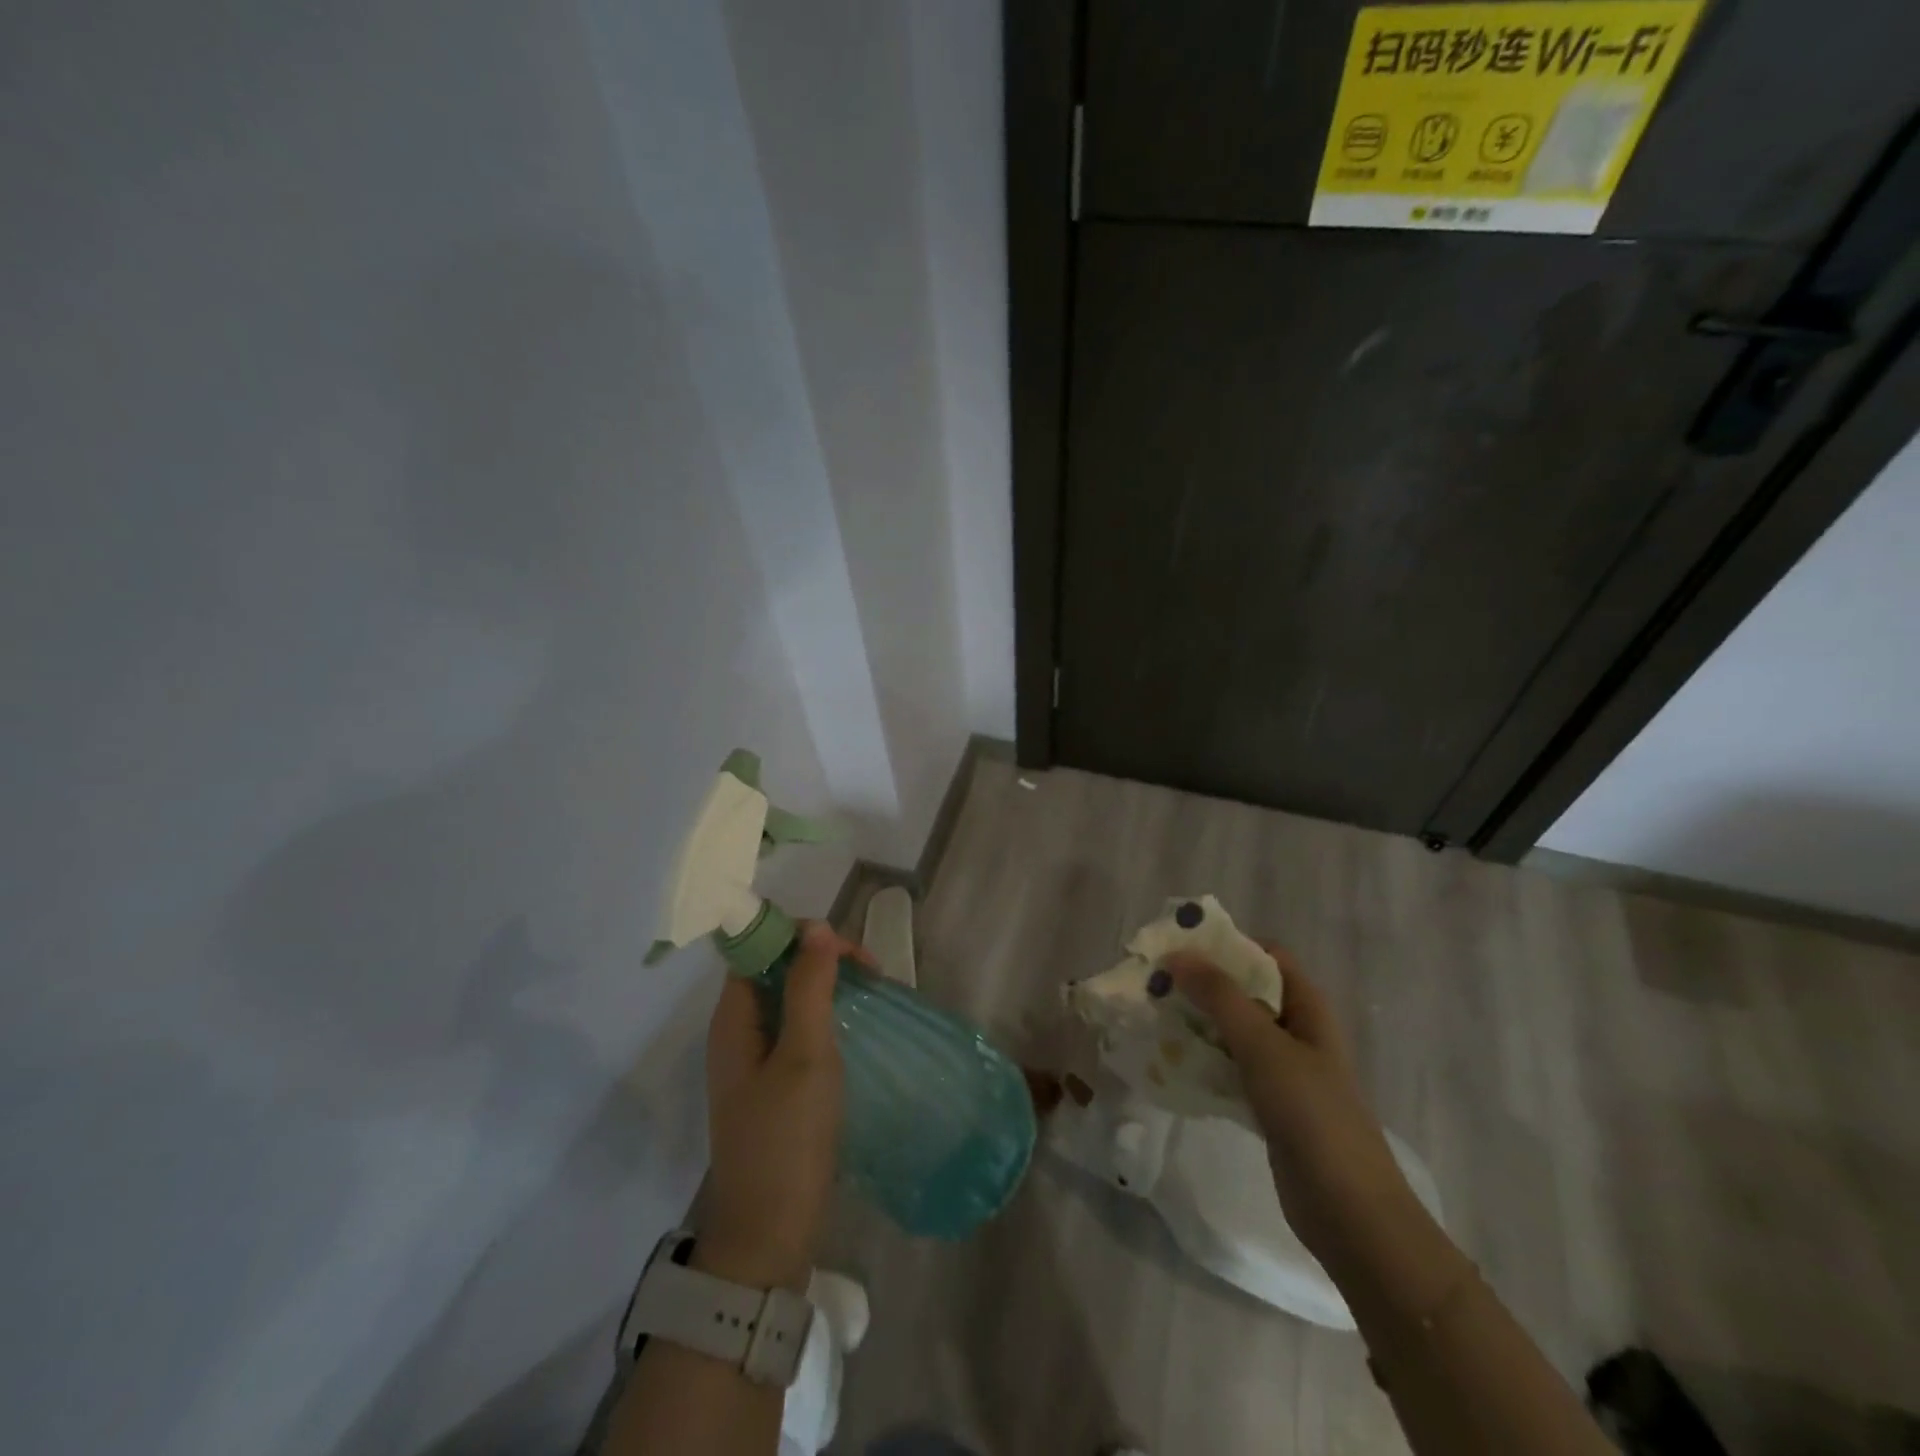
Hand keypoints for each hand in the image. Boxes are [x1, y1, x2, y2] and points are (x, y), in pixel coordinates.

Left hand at [698, 922, 873, 1291]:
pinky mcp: (772, 1084)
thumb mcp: (804, 1056)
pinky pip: (796, 1029)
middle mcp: (737, 1032)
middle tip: (871, 973)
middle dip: (821, 958)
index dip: (800, 935)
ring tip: (871, 992)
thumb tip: (817, 927)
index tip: (848, 950)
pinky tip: (855, 1025)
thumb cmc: (786, 1139)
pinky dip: (825, 1015)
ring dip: (827, 985)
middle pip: (775, 968)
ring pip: (789, 998)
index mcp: (733, 1019)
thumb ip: (809, 988)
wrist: (769, 1236)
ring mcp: (754, 1060)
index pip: (758, 948)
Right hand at [1164, 944, 1418, 1268]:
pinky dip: (1201, 1059)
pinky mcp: (1268, 1103)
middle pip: (1244, 991)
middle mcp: (1295, 1030)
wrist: (1350, 1213)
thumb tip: (1177, 954)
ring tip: (1152, 1017)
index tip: (1178, 948)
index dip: (1225, 945)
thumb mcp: (1264, 1047)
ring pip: (1232, 1030)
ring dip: (1196, 1022)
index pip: (1265, 955)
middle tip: (1154, 983)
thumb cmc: (1313, 1116)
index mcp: (1307, 1006)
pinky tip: (1169, 1062)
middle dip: (1201, 984)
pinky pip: (1228, 1067)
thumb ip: (1221, 998)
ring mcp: (1283, 1069)